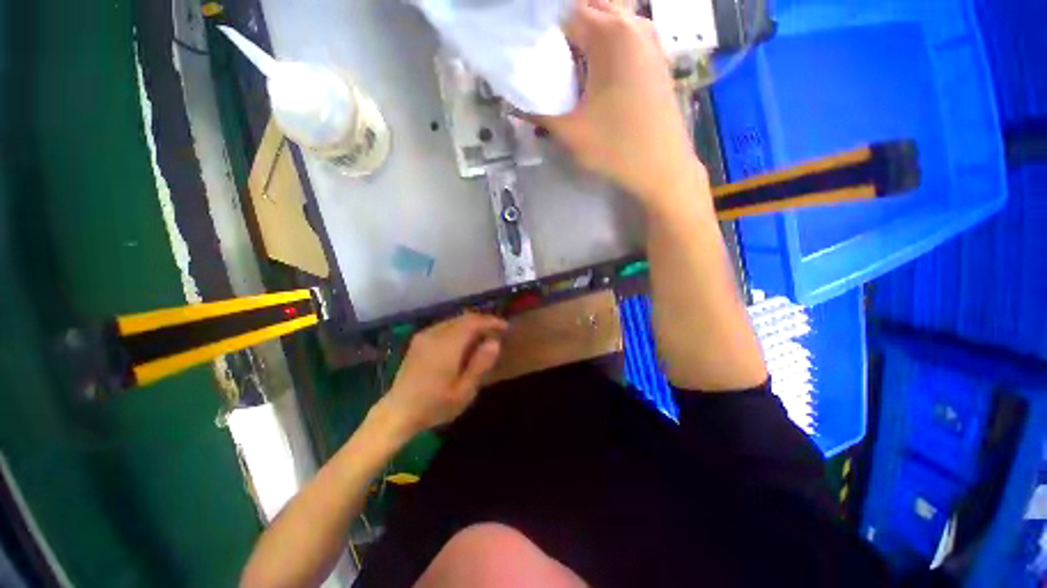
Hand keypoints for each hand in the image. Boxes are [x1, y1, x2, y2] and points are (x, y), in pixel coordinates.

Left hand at [372, 313, 508, 439]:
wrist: (397, 412)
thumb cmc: (434, 405)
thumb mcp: (463, 391)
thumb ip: (480, 364)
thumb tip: (495, 342)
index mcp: (447, 345)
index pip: (473, 322)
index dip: (491, 321)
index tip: (505, 327)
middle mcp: (435, 334)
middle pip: (463, 318)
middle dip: (482, 322)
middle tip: (496, 332)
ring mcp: (424, 336)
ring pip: (454, 321)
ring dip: (470, 325)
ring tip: (482, 338)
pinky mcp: (418, 341)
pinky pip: (444, 326)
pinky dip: (458, 329)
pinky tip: (463, 343)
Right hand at [539, 0, 702, 206]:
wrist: (663, 167)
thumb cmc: (616, 148)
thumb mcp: (570, 132)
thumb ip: (537, 112)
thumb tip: (513, 102)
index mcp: (610, 33)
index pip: (565, 14)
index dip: (543, 33)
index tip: (530, 56)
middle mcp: (633, 24)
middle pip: (589, 9)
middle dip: (565, 31)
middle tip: (550, 62)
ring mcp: (650, 39)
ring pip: (609, 20)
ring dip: (586, 38)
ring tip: (571, 69)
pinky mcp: (656, 57)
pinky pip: (625, 36)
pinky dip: (605, 46)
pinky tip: (596, 75)